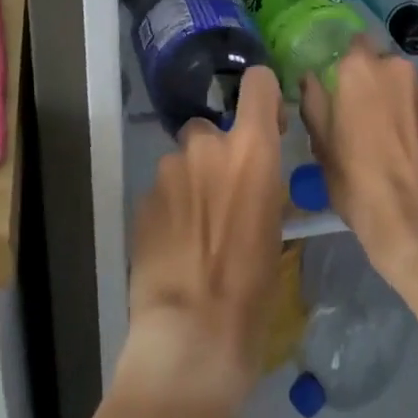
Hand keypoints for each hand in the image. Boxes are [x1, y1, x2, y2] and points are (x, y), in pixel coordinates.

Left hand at [119, 66, 286, 409]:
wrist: (191, 334)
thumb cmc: (251, 288)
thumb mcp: (276, 229)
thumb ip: (263, 185)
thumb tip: (256, 179)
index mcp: (250, 149)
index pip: (258, 83)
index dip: (264, 96)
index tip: (267, 123)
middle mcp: (207, 146)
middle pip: (211, 129)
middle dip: (216, 154)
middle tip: (225, 197)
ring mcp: (168, 171)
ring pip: (182, 162)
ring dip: (190, 183)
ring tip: (197, 232)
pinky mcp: (141, 199)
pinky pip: (162, 192)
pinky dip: (170, 209)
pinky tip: (175, 248)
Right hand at [300, 37, 417, 290]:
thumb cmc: (361, 187)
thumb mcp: (323, 149)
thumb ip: (315, 103)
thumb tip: (311, 78)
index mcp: (359, 69)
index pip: (356, 45)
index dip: (353, 68)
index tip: (350, 92)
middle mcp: (399, 66)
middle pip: (388, 67)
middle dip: (383, 87)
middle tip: (378, 123)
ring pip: (416, 87)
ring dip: (410, 103)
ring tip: (410, 144)